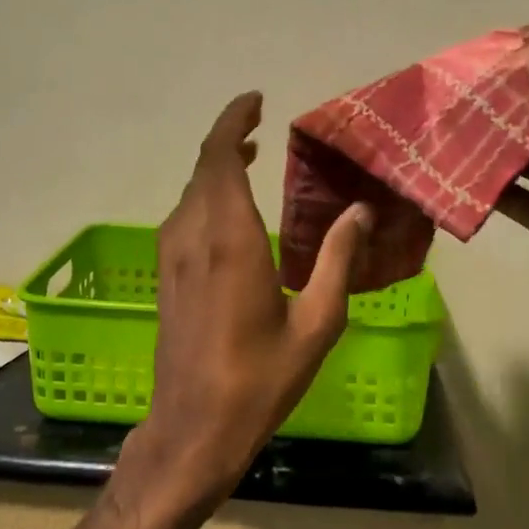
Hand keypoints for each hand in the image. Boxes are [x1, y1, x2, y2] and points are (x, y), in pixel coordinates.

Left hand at [117, 92, 372, 523]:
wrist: (193, 428)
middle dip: (230, 139)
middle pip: (204, 168)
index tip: (256, 101)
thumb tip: (360, 211)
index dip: (234, 122)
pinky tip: (232, 210)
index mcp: (229, 239)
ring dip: (218, 168)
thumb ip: (340, 260)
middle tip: (262, 127)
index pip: (220, 158)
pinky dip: (208, 196)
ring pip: (192, 192)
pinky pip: (186, 216)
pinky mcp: (167, 276)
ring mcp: (173, 256)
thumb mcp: (316, 322)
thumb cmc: (260, 379)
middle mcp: (193, 236)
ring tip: (253, 158)